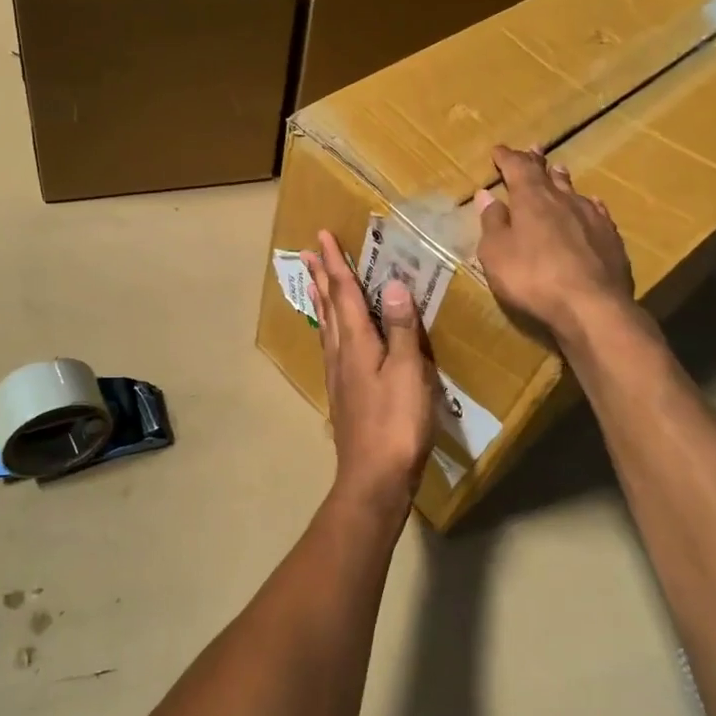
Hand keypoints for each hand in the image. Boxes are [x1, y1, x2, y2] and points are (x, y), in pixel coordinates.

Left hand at [302, 229, 437, 512]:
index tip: (321, 236)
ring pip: (327, 327)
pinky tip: (335, 337)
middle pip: (328, 307)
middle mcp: (341, 354)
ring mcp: (340, 376)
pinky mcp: (345, 394)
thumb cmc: (396, 423)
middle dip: (321, 277)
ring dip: (322, 299)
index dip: (336, 263)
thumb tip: (392, 283)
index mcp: (356, 343)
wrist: (374, 479)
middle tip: (306, 252)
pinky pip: (333, 347)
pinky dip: (331, 327)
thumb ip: (400, 328)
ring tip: (316, 283)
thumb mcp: (408, 372)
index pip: (344, 293)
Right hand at [475, 145, 654, 345]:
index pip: (517, 168)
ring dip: (562, 179)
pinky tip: (591, 205)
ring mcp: (592, 217)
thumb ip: (492, 222)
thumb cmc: (532, 278)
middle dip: (536, 161)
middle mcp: (564, 199)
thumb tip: (487, 196)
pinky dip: (587, 204)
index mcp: (532, 199)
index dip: (507, 158)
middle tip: (533, 148)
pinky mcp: (611, 238)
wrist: (592, 306)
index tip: (498, 150)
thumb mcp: (496, 253)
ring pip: (574, 190)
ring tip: (558, 170)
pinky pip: (596, 211)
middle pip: (548, 174)